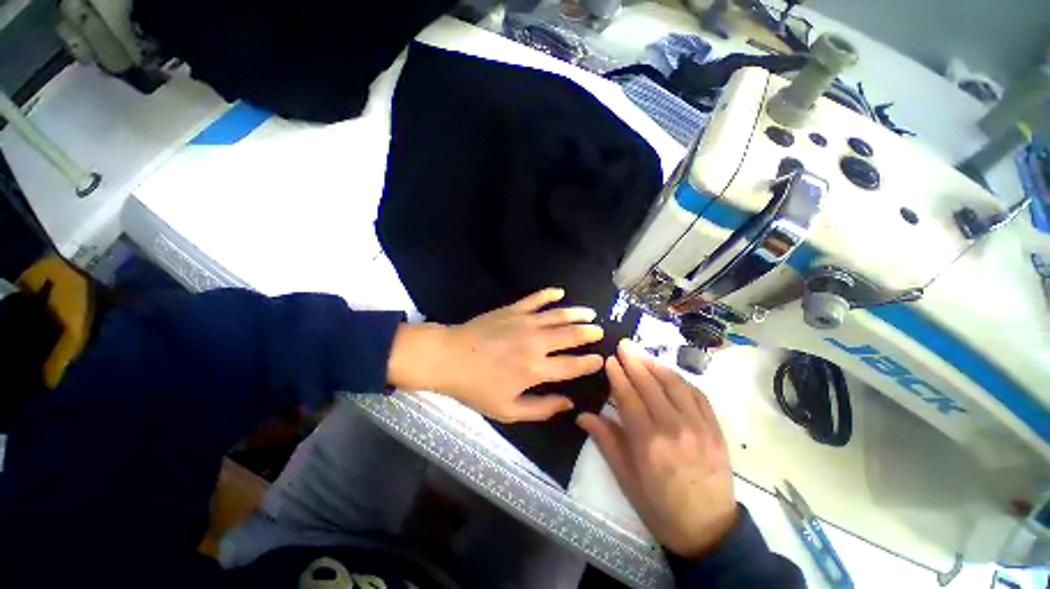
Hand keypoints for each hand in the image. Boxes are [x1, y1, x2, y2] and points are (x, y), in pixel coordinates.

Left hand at [388, 288, 604, 421]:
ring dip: (577, 313)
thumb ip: (541, 408)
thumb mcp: (508, 410)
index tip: (600, 359)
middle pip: (571, 336)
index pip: (572, 366)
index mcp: (536, 370)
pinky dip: (549, 294)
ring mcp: (525, 322)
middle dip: (589, 333)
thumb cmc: (477, 387)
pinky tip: (560, 292)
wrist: (449, 358)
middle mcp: (536, 343)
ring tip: (589, 313)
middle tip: (599, 331)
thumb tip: (568, 404)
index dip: (589, 363)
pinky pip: (536, 299)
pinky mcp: (513, 309)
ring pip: (559, 315)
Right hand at [578, 341, 736, 558]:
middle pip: (650, 385)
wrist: (708, 531)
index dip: (618, 375)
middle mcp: (674, 428)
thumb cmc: (659, 506)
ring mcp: (699, 426)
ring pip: (675, 384)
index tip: (610, 359)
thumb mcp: (626, 479)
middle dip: (634, 361)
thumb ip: (606, 441)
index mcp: (648, 442)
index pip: (629, 397)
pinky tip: (670, 374)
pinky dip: (681, 380)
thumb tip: (582, 415)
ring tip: (642, 355)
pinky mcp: (716, 429)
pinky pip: (698, 395)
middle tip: (624, 344)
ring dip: (657, 366)